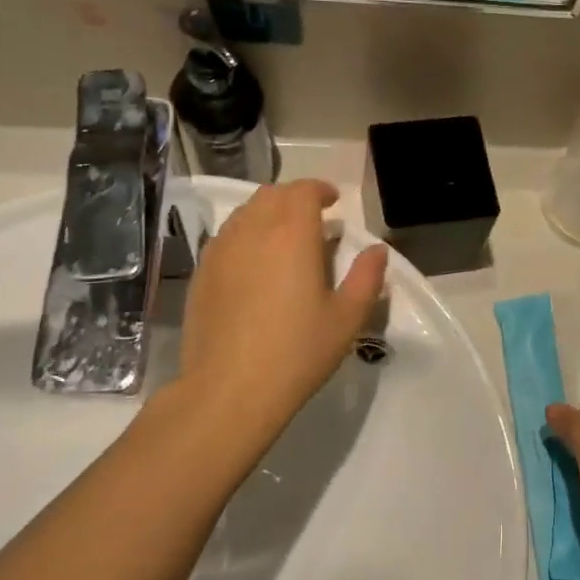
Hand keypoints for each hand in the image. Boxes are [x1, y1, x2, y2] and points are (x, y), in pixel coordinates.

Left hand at [178, 179, 386, 434]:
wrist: (229, 389)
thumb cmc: (297, 352)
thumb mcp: (346, 318)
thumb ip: (366, 277)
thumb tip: (377, 250)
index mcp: (292, 234)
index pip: (303, 191)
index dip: (320, 190)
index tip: (334, 202)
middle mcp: (252, 231)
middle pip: (271, 195)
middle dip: (294, 198)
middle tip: (314, 219)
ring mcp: (220, 250)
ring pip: (245, 214)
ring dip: (268, 215)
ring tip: (285, 240)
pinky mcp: (202, 273)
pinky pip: (226, 238)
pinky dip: (246, 236)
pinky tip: (255, 266)